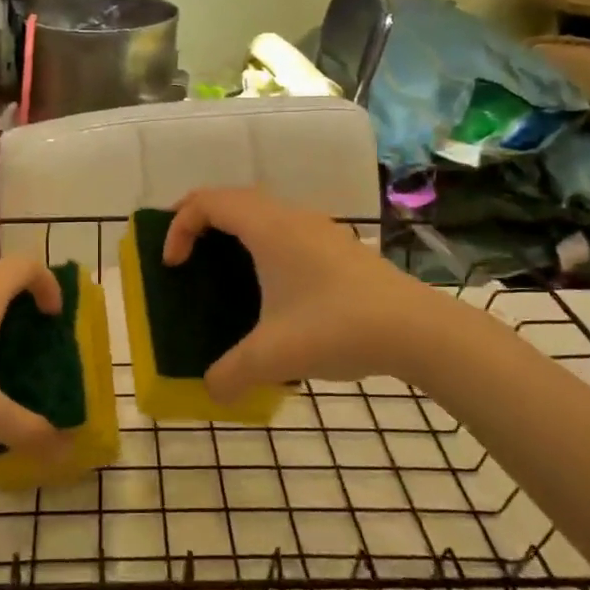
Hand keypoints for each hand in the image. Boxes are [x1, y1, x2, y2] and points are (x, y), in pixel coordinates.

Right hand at [165, 187, 430, 401]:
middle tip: (182, 254)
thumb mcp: (272, 357)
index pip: (207, 201)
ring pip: (263, 212)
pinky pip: (286, 230)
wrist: (417, 330)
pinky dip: (262, 244)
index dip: (178, 226)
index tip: (172, 266)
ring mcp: (320, 230)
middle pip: (233, 198)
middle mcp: (292, 218)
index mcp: (268, 228)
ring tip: (220, 269)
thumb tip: (211, 391)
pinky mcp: (339, 248)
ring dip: (234, 231)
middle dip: (199, 220)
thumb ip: (230, 375)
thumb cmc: (337, 328)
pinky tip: (270, 288)